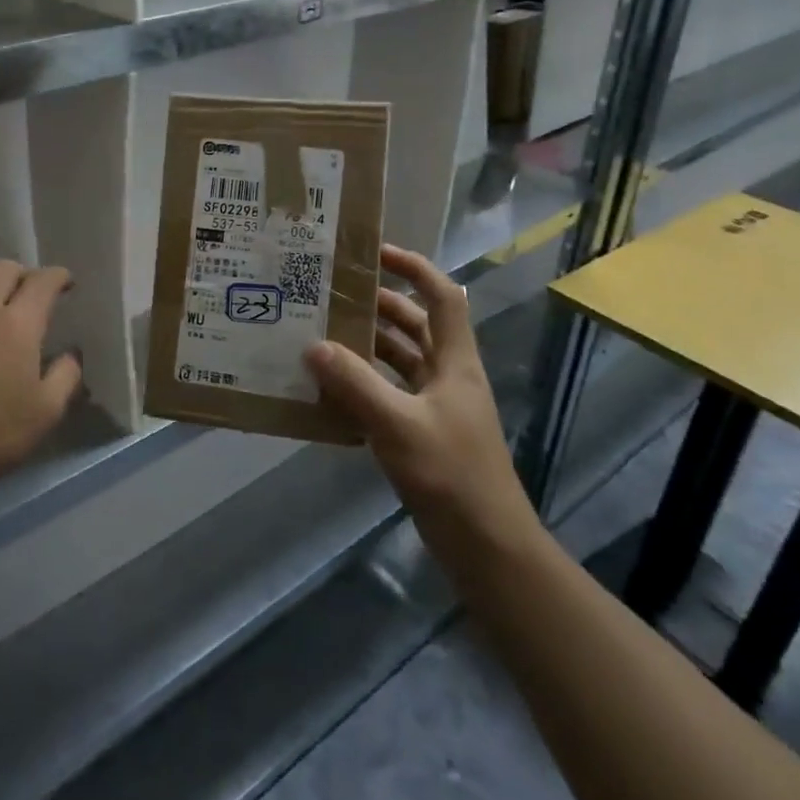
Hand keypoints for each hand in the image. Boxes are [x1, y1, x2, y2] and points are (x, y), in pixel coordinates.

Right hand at [304, 245, 532, 533]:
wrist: (487, 545)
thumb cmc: (452, 475)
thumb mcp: (399, 425)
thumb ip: (355, 384)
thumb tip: (312, 346)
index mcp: (455, 362)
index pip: (442, 297)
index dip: (414, 268)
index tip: (375, 253)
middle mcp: (448, 376)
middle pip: (415, 325)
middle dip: (379, 306)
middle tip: (332, 295)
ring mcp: (437, 406)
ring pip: (400, 361)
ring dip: (367, 346)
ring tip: (321, 334)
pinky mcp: (423, 434)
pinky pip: (389, 394)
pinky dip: (364, 385)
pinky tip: (330, 389)